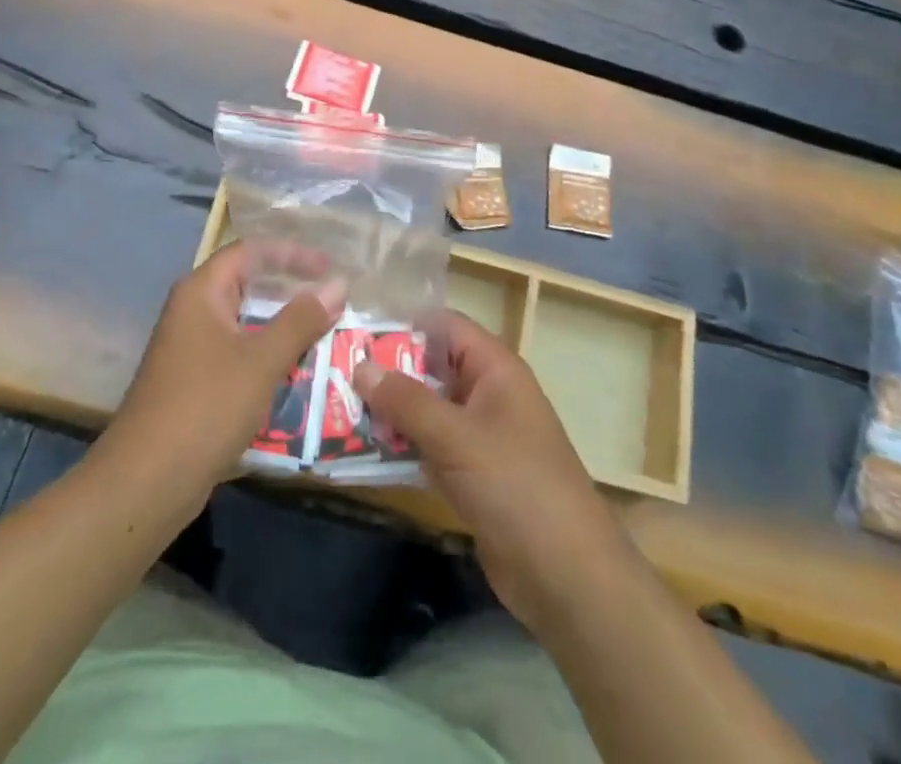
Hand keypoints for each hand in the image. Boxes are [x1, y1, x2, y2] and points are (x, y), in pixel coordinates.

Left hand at [100, 241, 345, 513]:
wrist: (147, 481)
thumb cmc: (206, 406)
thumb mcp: (262, 360)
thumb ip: (301, 319)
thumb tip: (338, 284)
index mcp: (200, 292)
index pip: (250, 252)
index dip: (291, 254)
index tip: (329, 268)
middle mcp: (191, 311)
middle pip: (246, 284)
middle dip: (289, 289)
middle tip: (332, 297)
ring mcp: (189, 347)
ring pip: (243, 322)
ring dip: (281, 325)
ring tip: (323, 331)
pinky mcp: (193, 381)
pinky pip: (237, 352)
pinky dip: (266, 354)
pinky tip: (294, 370)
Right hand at [353, 312, 631, 630]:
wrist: (567, 578)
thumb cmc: (517, 487)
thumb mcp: (457, 437)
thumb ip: (407, 400)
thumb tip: (360, 365)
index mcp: (495, 370)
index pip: (445, 327)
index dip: (404, 322)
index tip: (355, 325)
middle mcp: (486, 394)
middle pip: (430, 367)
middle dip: (386, 369)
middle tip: (333, 366)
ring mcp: (478, 437)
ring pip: (425, 410)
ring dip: (388, 411)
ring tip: (334, 403)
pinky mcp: (470, 476)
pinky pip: (427, 447)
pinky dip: (399, 446)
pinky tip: (358, 448)